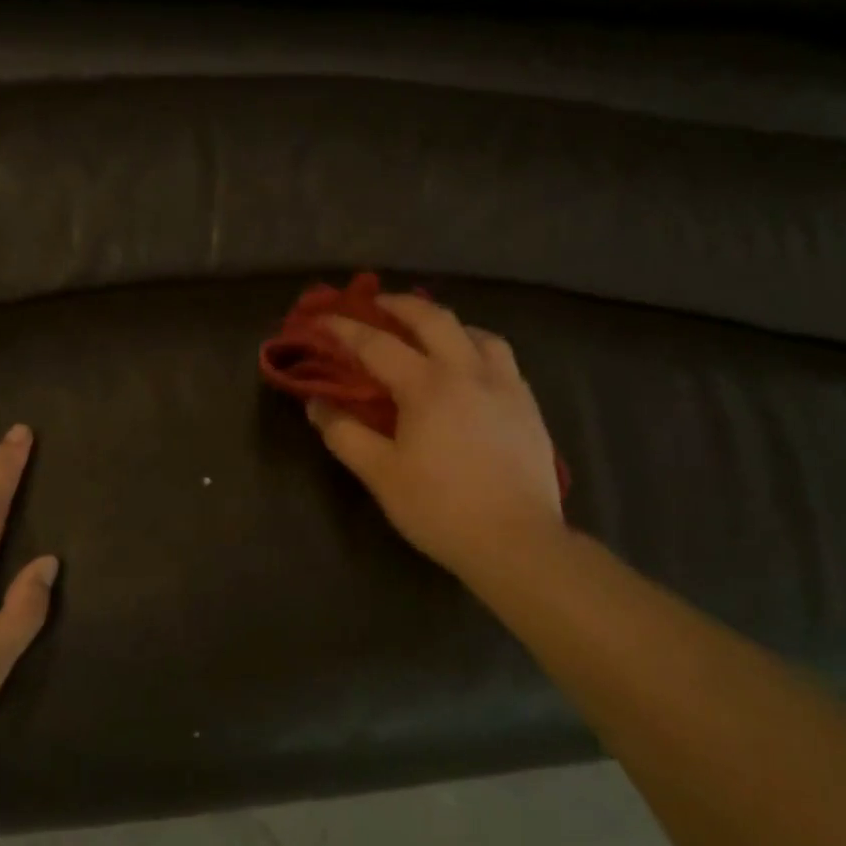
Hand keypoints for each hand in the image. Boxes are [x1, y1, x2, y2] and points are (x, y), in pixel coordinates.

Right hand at [308, 295, 564, 590]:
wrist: (517, 541)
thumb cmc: (440, 508)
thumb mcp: (381, 474)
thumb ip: (344, 434)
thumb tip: (317, 403)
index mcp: (428, 385)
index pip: (377, 344)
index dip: (344, 329)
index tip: (320, 318)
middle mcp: (469, 371)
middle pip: (433, 318)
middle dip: (400, 304)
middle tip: (377, 303)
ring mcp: (505, 385)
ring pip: (476, 332)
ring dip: (446, 324)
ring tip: (429, 334)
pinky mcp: (528, 404)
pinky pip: (501, 358)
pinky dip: (477, 347)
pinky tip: (471, 369)